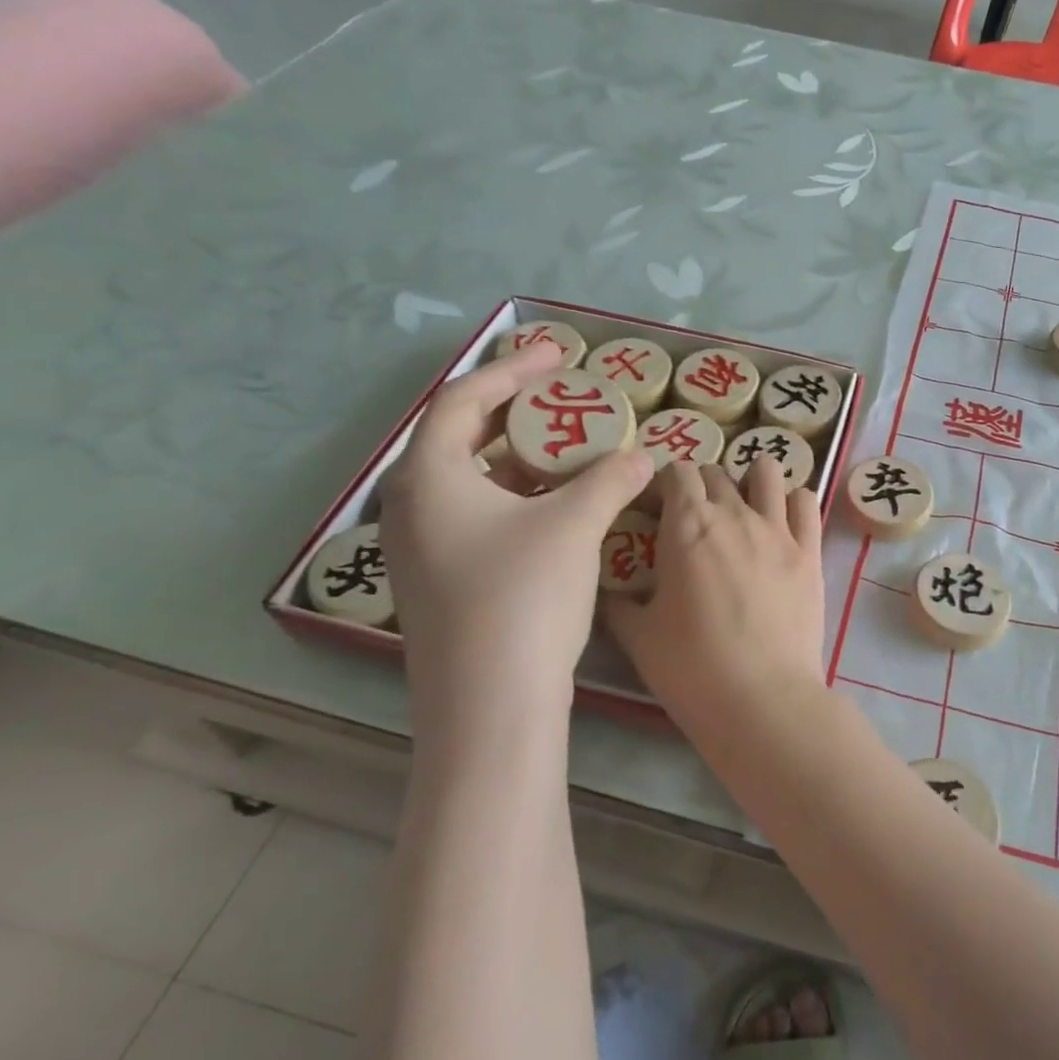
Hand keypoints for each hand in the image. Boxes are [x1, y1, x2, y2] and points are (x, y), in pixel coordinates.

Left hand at [380, 341, 654, 745]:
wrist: (490, 705)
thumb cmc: (523, 596)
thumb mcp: (574, 524)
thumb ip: (611, 479)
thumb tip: (645, 457)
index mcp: (429, 477)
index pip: (463, 398)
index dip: (512, 370)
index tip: (558, 354)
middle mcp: (413, 506)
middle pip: (461, 436)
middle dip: (515, 410)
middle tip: (564, 396)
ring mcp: (422, 548)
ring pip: (472, 481)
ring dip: (520, 457)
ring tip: (569, 448)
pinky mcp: (443, 581)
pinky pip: (478, 515)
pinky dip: (518, 497)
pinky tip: (559, 506)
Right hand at [603, 463, 825, 718]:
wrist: (761, 699)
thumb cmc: (691, 667)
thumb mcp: (638, 636)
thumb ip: (618, 603)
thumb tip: (606, 590)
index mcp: (686, 525)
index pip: (676, 471)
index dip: (664, 482)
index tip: (658, 506)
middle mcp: (733, 513)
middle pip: (716, 472)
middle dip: (700, 484)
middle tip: (693, 517)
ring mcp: (777, 528)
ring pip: (766, 472)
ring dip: (749, 479)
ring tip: (743, 505)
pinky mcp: (810, 550)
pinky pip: (807, 502)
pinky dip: (793, 501)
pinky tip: (784, 520)